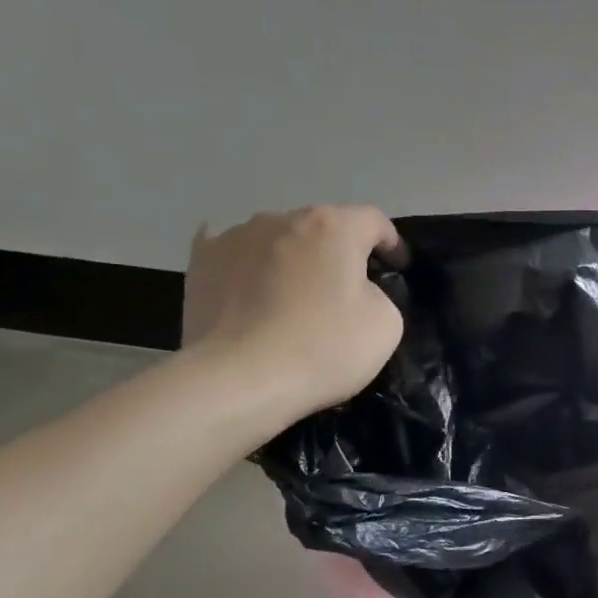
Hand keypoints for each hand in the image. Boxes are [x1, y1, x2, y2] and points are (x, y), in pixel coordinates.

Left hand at [180, 206, 405, 439]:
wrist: (238, 379)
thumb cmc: (323, 349)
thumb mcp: (385, 326)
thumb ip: (379, 295)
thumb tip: (356, 291)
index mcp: (333, 227)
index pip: (373, 221)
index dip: (390, 243)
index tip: (396, 268)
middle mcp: (282, 218)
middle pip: (322, 228)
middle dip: (337, 252)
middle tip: (344, 289)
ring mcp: (235, 236)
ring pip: (277, 240)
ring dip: (292, 259)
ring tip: (292, 296)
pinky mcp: (201, 261)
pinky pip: (236, 255)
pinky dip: (249, 268)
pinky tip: (249, 288)